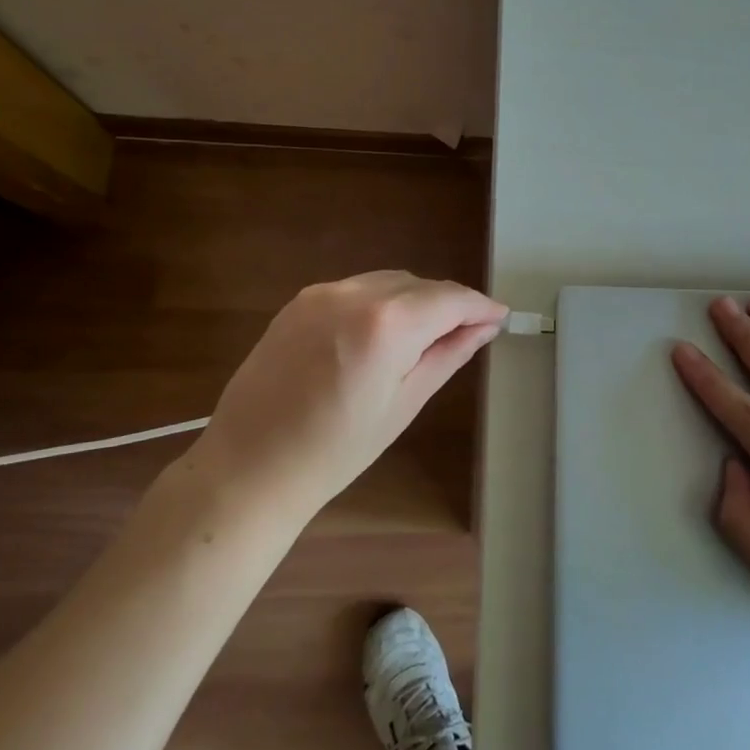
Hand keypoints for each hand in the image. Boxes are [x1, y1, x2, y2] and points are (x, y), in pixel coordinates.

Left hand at [195, 270, 505, 513]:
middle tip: (467, 334)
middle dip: (448, 305)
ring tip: (424, 337)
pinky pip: (357, 289)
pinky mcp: (299, 301)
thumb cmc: (336, 450)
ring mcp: (321, 293)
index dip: (480, 305)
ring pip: (389, 282)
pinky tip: (382, 334)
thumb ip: (448, 354)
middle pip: (420, 285)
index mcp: (387, 324)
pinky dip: (381, 302)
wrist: (248, 467)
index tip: (500, 316)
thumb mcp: (405, 404)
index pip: (450, 298)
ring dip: (415, 301)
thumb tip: (484, 327)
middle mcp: (354, 294)